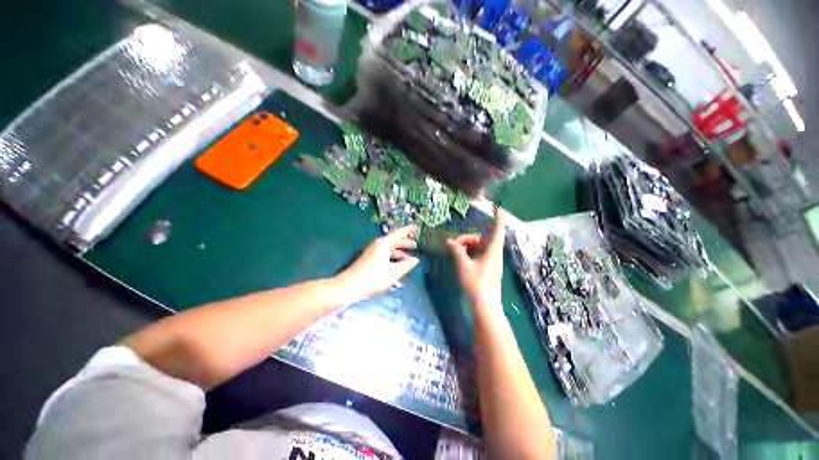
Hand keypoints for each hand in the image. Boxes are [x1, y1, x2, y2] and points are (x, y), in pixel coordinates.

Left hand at [336, 226, 419, 302]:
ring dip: (399, 252)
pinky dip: (393, 258)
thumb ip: (406, 265)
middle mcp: (378, 245)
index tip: (416, 228)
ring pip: (389, 249)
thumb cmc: (373, 278)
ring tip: (409, 258)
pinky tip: (397, 265)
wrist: (349, 287)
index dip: (408, 230)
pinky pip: (384, 255)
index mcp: (384, 244)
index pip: (399, 233)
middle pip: (394, 241)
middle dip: (405, 243)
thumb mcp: (393, 272)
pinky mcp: (369, 260)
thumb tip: (415, 260)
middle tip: (416, 245)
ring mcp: (372, 252)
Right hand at [446, 209, 505, 308]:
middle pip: (483, 239)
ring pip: (480, 248)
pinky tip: (460, 258)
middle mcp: (494, 255)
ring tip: (455, 251)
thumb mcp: (463, 264)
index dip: (498, 219)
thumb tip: (450, 242)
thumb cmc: (476, 283)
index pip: (497, 231)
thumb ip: (456, 251)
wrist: (485, 306)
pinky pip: (480, 256)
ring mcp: (492, 263)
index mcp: (492, 251)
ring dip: (468, 247)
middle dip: (468, 238)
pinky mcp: (488, 270)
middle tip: (454, 244)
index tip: (498, 209)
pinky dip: (470, 254)